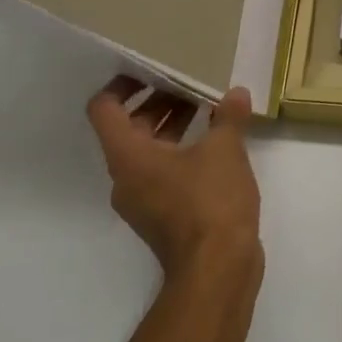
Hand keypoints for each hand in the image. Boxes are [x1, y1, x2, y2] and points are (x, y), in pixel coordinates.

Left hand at [86, 77, 260, 280]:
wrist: (217, 271)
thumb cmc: (210, 202)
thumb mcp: (225, 150)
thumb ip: (228, 117)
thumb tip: (236, 94)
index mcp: (128, 156)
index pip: (104, 109)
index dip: (122, 84)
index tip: (151, 70)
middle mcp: (126, 177)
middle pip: (128, 128)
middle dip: (157, 102)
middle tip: (190, 84)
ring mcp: (143, 200)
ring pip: (148, 151)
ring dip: (172, 126)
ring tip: (208, 108)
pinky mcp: (163, 217)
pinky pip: (163, 172)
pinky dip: (181, 152)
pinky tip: (216, 144)